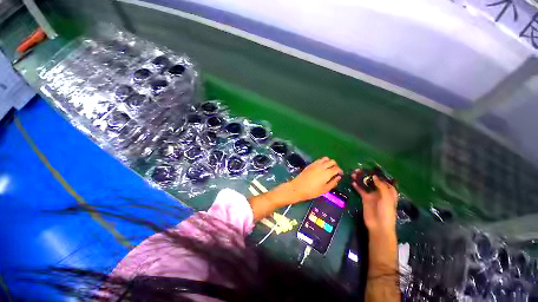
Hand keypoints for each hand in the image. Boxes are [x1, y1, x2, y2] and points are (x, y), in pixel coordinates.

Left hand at [287, 157, 342, 201]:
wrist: (298, 187)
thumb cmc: (312, 191)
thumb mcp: (324, 190)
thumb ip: (333, 183)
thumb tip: (338, 177)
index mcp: (327, 173)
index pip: (336, 168)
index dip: (340, 171)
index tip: (340, 174)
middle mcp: (322, 166)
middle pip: (332, 161)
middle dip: (335, 165)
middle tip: (335, 171)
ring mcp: (315, 164)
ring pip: (325, 158)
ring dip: (329, 162)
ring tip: (328, 168)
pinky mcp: (310, 164)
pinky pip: (319, 160)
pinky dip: (322, 161)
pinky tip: (321, 167)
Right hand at [352, 171, 397, 234]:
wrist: (379, 225)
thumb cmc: (386, 211)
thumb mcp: (386, 197)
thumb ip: (381, 186)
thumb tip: (374, 176)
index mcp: (389, 192)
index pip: (385, 181)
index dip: (379, 175)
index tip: (372, 169)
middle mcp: (380, 192)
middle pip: (374, 181)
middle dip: (367, 175)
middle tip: (360, 170)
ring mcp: (372, 195)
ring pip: (366, 185)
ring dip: (361, 179)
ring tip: (354, 173)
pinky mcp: (365, 199)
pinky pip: (360, 190)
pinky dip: (357, 186)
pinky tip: (352, 182)